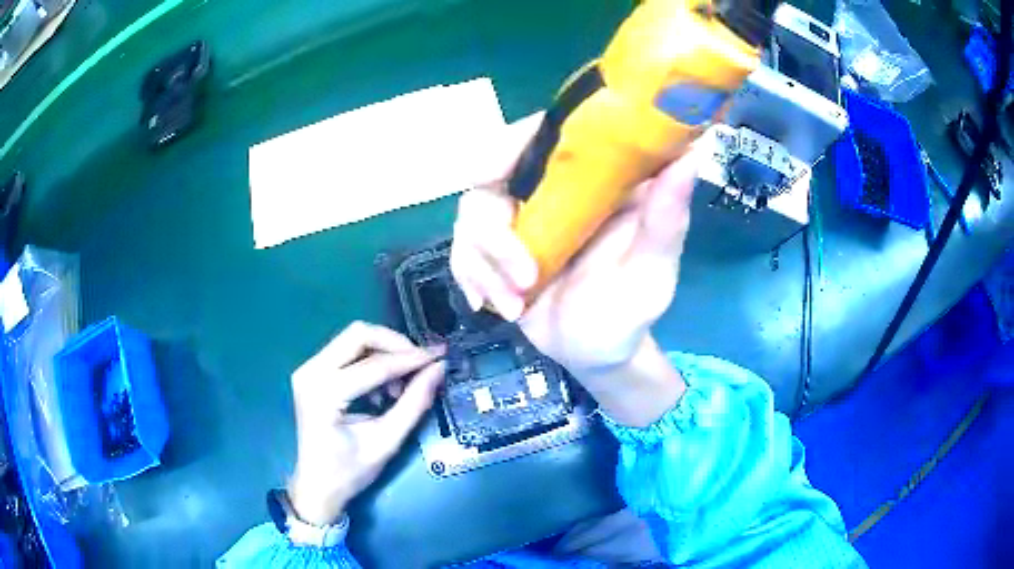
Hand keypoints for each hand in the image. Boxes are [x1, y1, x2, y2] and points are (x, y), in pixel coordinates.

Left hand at [286, 322, 443, 528]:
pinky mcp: (312, 371)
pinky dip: (371, 360)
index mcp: (324, 393)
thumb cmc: (349, 471)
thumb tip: (438, 369)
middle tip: (422, 362)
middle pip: (359, 334)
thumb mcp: (386, 441)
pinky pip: (346, 350)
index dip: (411, 359)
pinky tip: (383, 388)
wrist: (317, 486)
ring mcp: (307, 368)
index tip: (441, 356)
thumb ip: (414, 403)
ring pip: (353, 338)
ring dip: (384, 352)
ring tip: (401, 385)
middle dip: (396, 344)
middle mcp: (310, 371)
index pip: (374, 365)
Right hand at [451, 117, 697, 425]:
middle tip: (521, 275)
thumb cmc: (630, 310)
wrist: (595, 353)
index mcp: (591, 179)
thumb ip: (665, 220)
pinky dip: (471, 279)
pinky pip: (462, 249)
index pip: (545, 135)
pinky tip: (491, 307)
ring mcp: (519, 218)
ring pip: (471, 214)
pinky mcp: (495, 249)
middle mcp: (550, 189)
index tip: (492, 171)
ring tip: (516, 305)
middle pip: (491, 173)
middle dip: (493, 229)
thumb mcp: (652, 271)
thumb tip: (690, 156)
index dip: (510, 142)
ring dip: (485, 264)